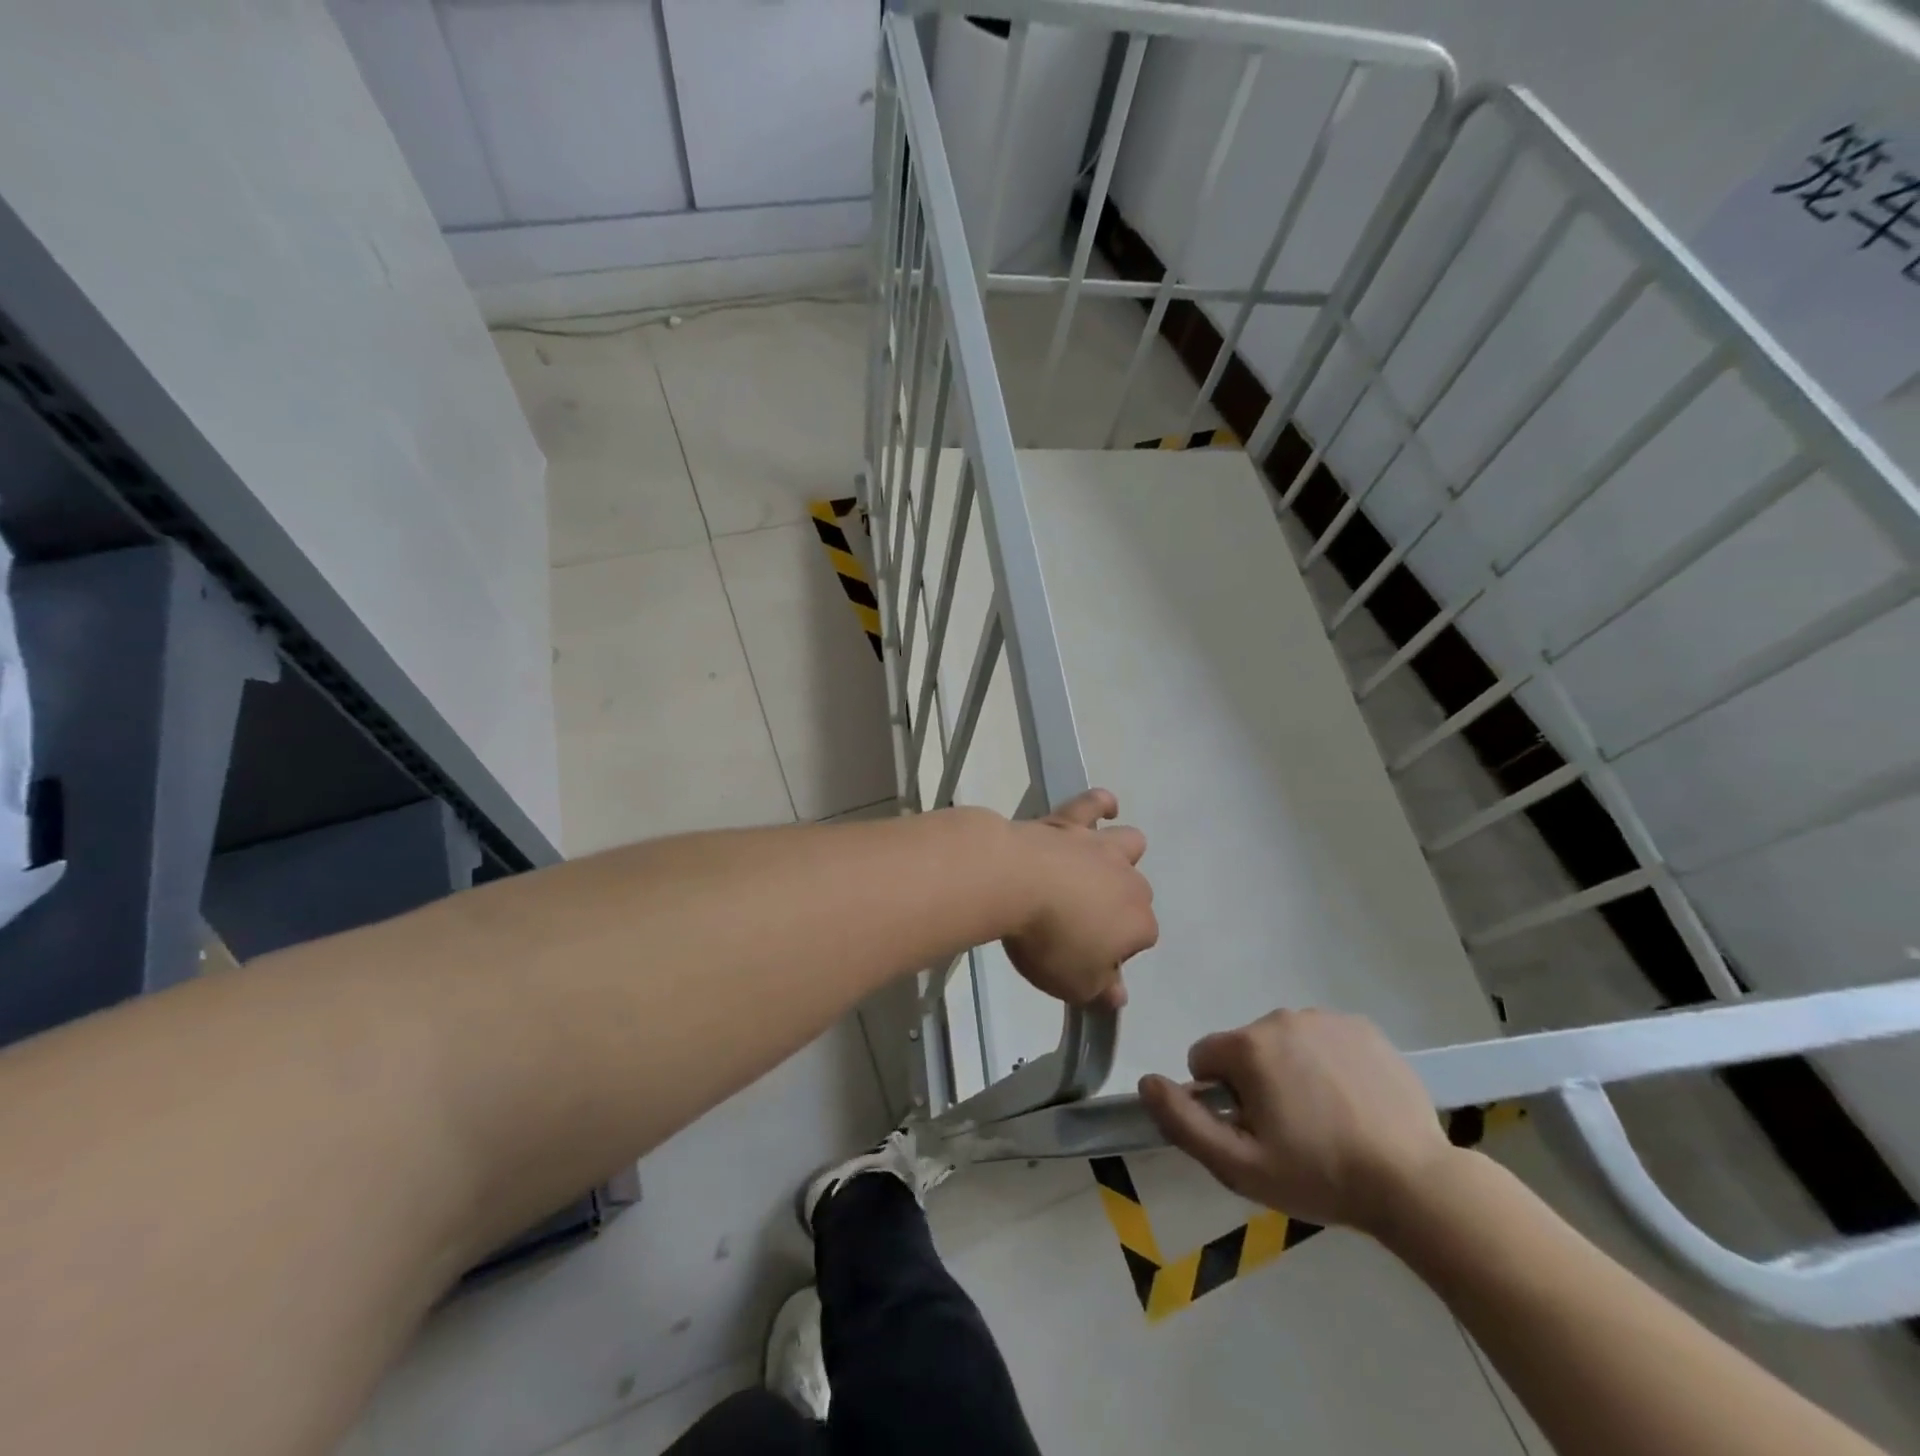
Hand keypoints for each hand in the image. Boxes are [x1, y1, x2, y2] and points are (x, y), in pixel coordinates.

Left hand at [1002, 789, 1155, 1009]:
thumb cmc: (1048, 940)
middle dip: (1118, 907)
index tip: (1087, 959)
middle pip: (1136, 894)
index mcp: (1138, 923)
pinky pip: (1095, 803)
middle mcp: (1129, 880)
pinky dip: (1101, 805)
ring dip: (1120, 856)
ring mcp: (1101, 846)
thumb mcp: (1074, 983)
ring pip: (1130, 844)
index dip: (1116, 952)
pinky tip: (1104, 809)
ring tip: (1098, 867)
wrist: (1013, 881)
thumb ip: (1100, 990)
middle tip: (1081, 922)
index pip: (1141, 940)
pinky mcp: (1071, 820)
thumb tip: (1119, 995)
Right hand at [1139, 1009, 1455, 1233]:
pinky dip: (1327, 1063)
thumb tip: (1146, 1081)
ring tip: (1327, 1120)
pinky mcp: (1362, 1027)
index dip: (1220, 1099)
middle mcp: (1280, 1017)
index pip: (1204, 1059)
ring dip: (1290, 1071)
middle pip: (1245, 1049)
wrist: (1415, 1182)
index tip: (1254, 1131)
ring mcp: (1325, 1019)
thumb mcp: (1239, 1165)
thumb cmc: (1319, 1175)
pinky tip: (1353, 1102)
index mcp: (1248, 1046)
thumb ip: (1183, 1122)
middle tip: (1291, 1132)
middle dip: (1256, 1083)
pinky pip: (1323, 1039)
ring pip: (1284, 1043)